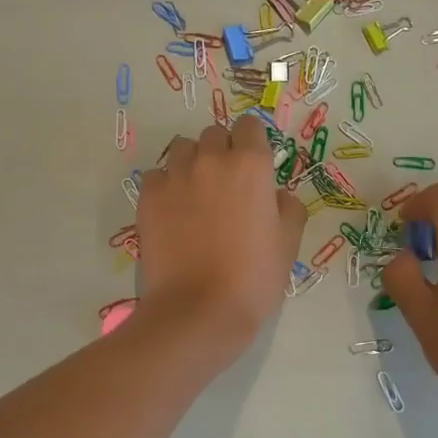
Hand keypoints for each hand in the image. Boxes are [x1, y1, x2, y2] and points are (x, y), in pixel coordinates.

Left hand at [136, 116, 307, 356]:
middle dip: (222, 152)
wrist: (199, 310)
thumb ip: (289, 209)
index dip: (253, 143)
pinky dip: (165, 185)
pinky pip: (156, 175)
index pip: (251, 127)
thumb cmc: (253, 279)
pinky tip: (172, 212)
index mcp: (251, 166)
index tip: (254, 166)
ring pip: (182, 149)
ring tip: (195, 194)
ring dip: (192, 162)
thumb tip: (277, 196)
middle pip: (215, 135)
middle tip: (226, 185)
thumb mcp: (288, 244)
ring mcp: (175, 177)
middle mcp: (212, 160)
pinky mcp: (148, 197)